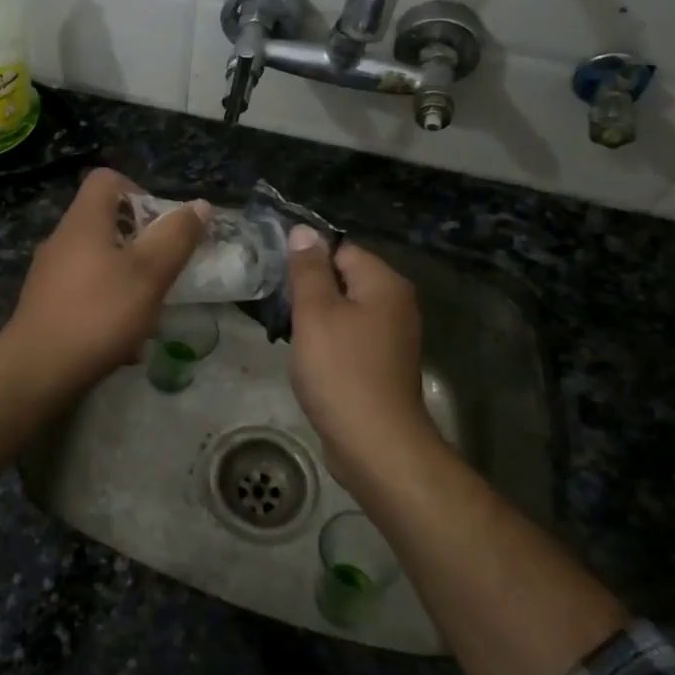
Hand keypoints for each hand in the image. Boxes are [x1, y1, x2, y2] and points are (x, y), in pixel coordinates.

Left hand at [2, 168, 209, 392]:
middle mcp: (62, 240)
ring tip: (149, 311)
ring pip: (98, 263)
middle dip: (140, 243)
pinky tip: (124, 343)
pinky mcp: (46, 305)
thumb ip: (176, 237)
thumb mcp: (149, 273)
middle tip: (163, 270)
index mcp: (84, 221)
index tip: (161, 223)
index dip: (138, 190)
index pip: (106, 179)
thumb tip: (199, 205)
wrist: (37, 370)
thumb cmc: (98, 313)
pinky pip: (85, 294)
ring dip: (128, 280)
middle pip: (105, 222)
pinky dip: (108, 308)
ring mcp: (49, 274)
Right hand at [285, 227, 433, 479]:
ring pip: (345, 311)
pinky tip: (310, 360)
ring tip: (289, 334)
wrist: (375, 444)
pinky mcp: (384, 364)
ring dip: (317, 319)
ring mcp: (393, 337)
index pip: (340, 249)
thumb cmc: (341, 370)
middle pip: (344, 279)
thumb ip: (307, 269)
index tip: (278, 280)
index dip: (307, 261)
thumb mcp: (315, 312)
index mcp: (384, 283)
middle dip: (310, 291)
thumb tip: (303, 230)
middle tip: (279, 308)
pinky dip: (330, 343)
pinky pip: (351, 338)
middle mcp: (396, 303)